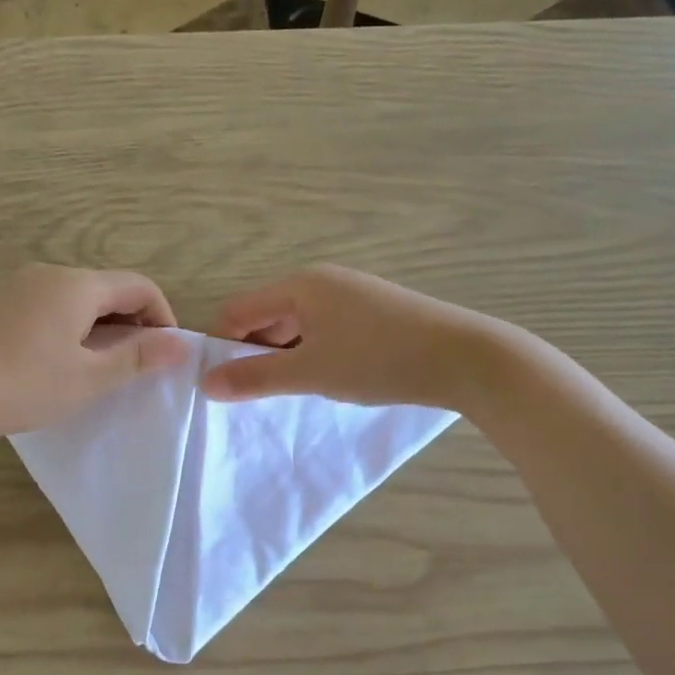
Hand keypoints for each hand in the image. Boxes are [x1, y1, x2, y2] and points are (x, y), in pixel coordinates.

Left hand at [0, 264, 189, 442]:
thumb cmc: (24, 386)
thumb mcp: (89, 378)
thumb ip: (138, 357)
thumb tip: (182, 344)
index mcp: (76, 284)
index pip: (138, 285)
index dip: (162, 316)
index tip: (166, 353)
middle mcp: (50, 273)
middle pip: (108, 287)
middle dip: (132, 322)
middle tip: (137, 365)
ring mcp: (22, 284)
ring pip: (80, 296)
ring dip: (102, 325)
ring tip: (102, 366)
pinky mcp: (3, 302)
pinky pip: (53, 303)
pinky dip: (73, 324)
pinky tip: (65, 358)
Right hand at [201, 265, 483, 406]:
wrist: (467, 359)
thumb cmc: (379, 360)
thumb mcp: (310, 372)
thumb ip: (255, 378)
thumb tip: (207, 384)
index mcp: (301, 285)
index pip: (239, 309)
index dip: (221, 344)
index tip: (217, 382)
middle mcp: (323, 281)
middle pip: (267, 314)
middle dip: (253, 352)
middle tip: (250, 393)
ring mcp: (352, 295)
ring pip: (297, 325)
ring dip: (283, 356)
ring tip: (286, 391)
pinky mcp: (374, 313)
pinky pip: (325, 330)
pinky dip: (312, 353)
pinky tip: (323, 379)